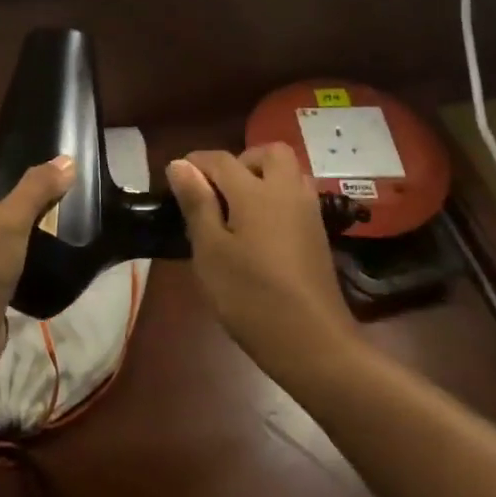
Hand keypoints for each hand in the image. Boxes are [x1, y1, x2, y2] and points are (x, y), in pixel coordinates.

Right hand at [167, 144, 358, 381]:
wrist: (313, 343)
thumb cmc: (251, 296)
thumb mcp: (210, 252)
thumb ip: (197, 203)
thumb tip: (180, 164)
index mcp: (256, 192)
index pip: (221, 160)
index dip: (195, 163)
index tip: (176, 178)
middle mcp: (287, 192)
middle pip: (268, 153)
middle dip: (241, 161)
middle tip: (218, 191)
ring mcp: (308, 213)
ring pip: (288, 174)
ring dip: (263, 178)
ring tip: (237, 210)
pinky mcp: (319, 235)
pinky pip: (296, 197)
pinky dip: (277, 199)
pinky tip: (259, 232)